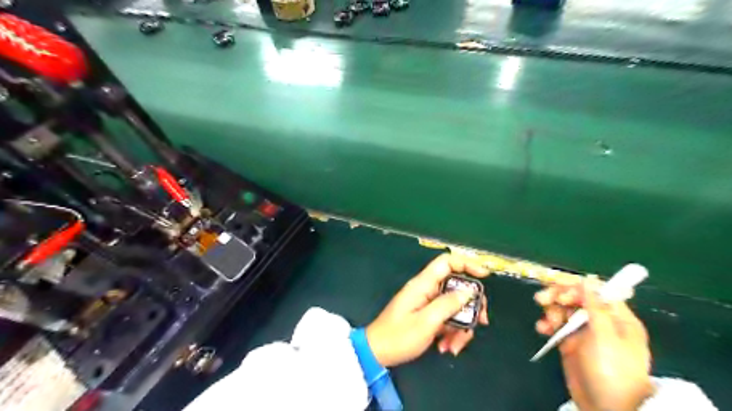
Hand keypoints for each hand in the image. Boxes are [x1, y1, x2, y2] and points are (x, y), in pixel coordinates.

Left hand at [365, 256, 486, 367]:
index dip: (467, 263)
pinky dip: (452, 333)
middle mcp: (427, 290)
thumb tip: (469, 291)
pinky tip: (447, 348)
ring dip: (461, 327)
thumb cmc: (399, 336)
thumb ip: (448, 304)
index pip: (446, 262)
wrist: (378, 353)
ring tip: (453, 347)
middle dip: (471, 306)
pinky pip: (448, 319)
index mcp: (423, 284)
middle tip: (480, 323)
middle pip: (457, 287)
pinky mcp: (428, 316)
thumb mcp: (426, 322)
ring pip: (456, 307)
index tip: (485, 276)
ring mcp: (428, 303)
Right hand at [537, 276, 655, 410]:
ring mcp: (583, 332)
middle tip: (542, 299)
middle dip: (557, 296)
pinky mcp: (570, 343)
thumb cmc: (613, 369)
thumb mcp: (605, 335)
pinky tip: (542, 329)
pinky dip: (547, 324)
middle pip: (575, 297)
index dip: (575, 288)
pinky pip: (555, 326)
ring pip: (562, 309)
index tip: (561, 295)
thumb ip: (595, 306)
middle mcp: (599, 320)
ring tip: (547, 322)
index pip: (594, 291)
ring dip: (551, 310)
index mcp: (616, 317)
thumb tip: (589, 279)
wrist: (607, 407)